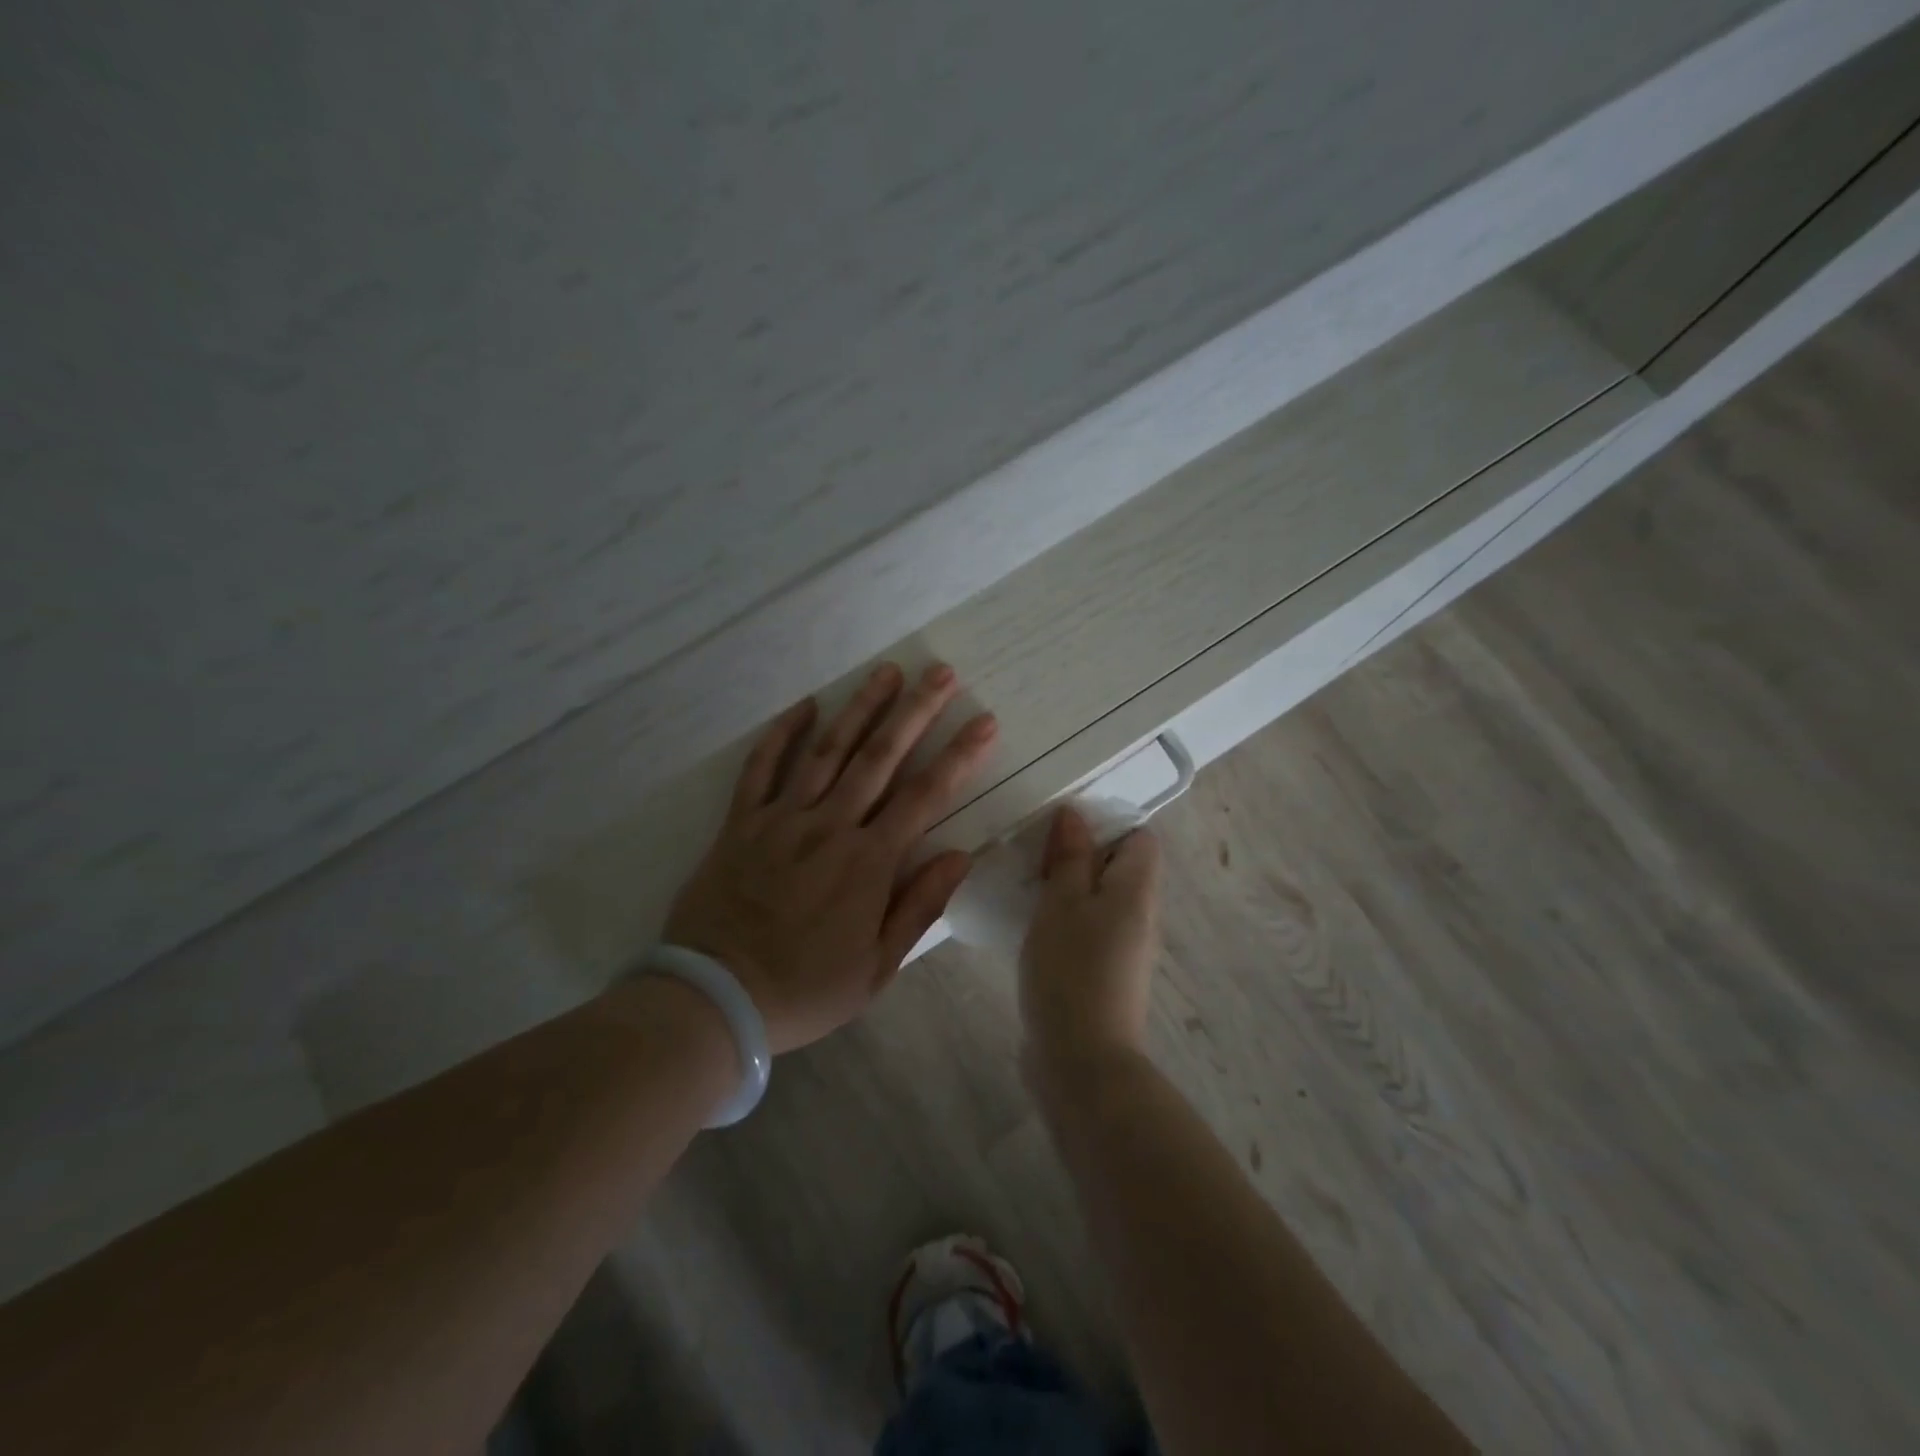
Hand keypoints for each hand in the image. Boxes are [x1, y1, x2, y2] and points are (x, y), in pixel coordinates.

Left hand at [663, 662, 996, 1054]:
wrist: (714, 999)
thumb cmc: (804, 989)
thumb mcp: (875, 968)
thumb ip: (919, 907)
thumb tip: (961, 855)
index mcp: (868, 862)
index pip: (925, 795)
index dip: (959, 755)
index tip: (984, 721)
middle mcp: (830, 827)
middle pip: (880, 757)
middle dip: (916, 712)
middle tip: (941, 673)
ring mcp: (781, 819)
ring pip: (827, 750)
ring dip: (860, 708)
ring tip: (887, 672)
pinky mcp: (741, 822)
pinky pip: (761, 767)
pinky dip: (782, 734)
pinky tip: (805, 705)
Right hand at [1020, 806, 1161, 1080]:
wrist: (1082, 1063)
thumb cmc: (1071, 970)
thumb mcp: (1062, 903)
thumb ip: (1070, 857)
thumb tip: (1075, 815)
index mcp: (1136, 891)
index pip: (1140, 839)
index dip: (1106, 825)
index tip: (1062, 829)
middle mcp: (1140, 917)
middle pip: (1118, 868)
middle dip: (1079, 856)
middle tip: (1034, 854)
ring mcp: (1124, 950)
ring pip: (1099, 900)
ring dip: (1067, 889)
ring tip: (1025, 885)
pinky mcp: (1104, 976)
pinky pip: (1088, 931)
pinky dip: (1064, 921)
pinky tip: (1030, 927)